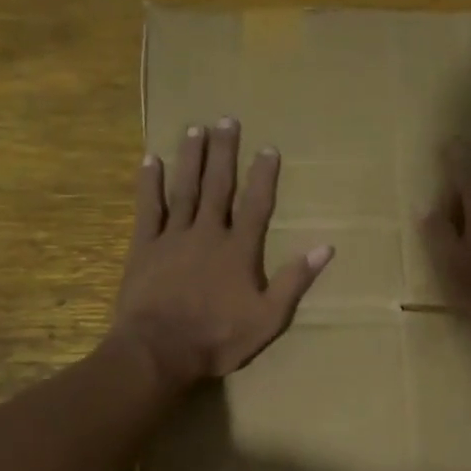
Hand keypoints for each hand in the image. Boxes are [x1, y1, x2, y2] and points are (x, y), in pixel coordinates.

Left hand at [110, 117, 333, 388]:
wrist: (160, 350)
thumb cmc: (218, 338)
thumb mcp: (268, 318)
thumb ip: (294, 281)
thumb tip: (325, 247)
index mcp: (239, 250)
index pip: (256, 205)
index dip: (264, 176)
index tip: (268, 148)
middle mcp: (208, 233)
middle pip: (218, 186)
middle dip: (224, 152)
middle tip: (226, 120)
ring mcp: (173, 237)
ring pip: (184, 189)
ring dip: (191, 158)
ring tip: (195, 129)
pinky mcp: (145, 247)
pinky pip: (148, 209)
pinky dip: (150, 184)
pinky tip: (150, 160)